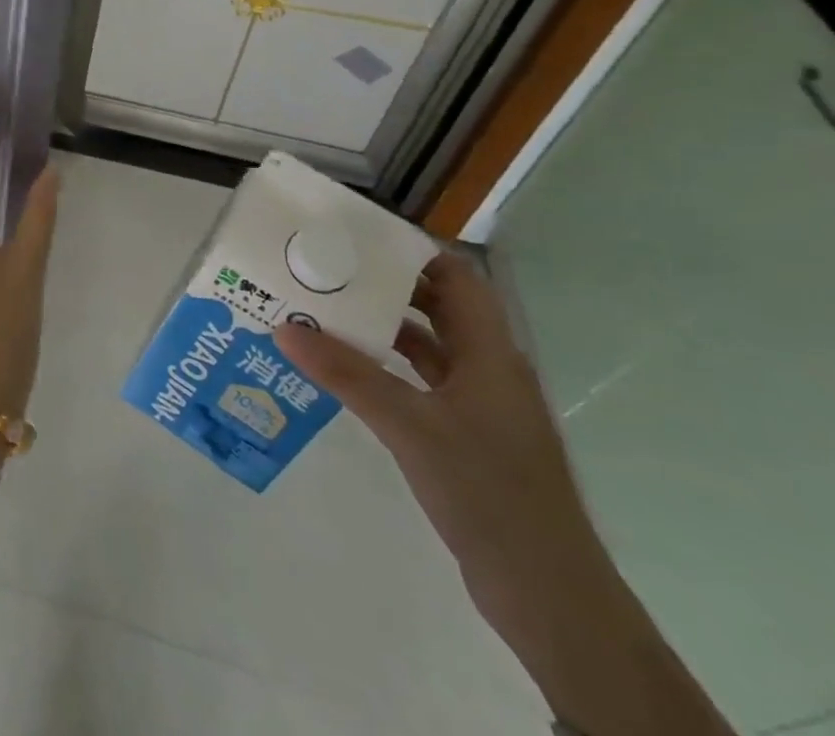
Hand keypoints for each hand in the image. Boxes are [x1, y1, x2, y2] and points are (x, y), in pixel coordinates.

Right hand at [273, 253, 609, 635]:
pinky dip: (385, 368)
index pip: (456, 277)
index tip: (355, 237)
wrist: (550, 597)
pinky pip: (420, 383)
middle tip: (324, 269)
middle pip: (437, 306)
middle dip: (383, 285)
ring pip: (426, 346)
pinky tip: (344, 370)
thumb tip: (284, 327)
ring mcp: (479, 406)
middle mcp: (487, 369)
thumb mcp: (409, 426)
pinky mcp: (467, 437)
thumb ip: (347, 374)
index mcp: (490, 354)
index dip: (412, 251)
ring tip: (321, 312)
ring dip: (380, 328)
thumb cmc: (489, 493)